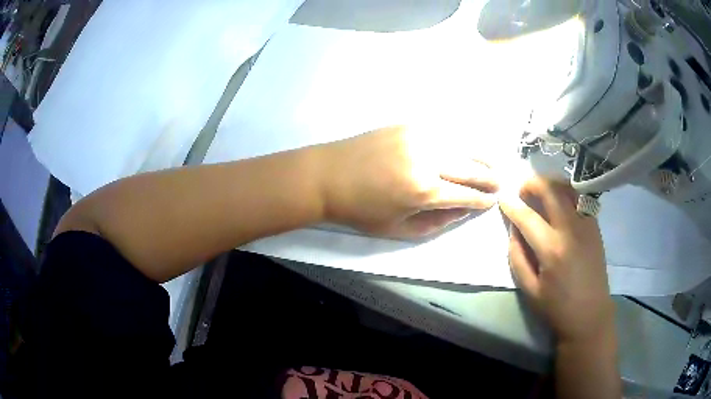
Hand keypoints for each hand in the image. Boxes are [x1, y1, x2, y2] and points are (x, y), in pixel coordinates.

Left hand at [318, 126, 498, 237]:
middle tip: (500, 183)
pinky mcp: (408, 124)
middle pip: (471, 167)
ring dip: (481, 155)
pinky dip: (461, 139)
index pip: (466, 195)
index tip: (494, 201)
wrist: (327, 176)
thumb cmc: (360, 210)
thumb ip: (436, 223)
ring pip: (462, 144)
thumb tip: (463, 211)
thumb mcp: (398, 229)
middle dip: (489, 177)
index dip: (483, 200)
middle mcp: (427, 160)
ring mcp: (418, 136)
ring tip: (492, 164)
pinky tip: (467, 146)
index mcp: (423, 191)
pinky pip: (444, 130)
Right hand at [498, 178, 613, 343]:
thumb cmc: (557, 307)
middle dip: (532, 183)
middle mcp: (571, 230)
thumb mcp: (529, 289)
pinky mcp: (595, 226)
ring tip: (540, 190)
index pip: (527, 217)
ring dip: (551, 183)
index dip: (512, 205)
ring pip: (568, 188)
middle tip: (522, 189)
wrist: (590, 314)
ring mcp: (586, 225)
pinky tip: (559, 201)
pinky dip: (566, 192)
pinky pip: (579, 198)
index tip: (502, 198)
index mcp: (552, 250)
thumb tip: (513, 229)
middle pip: (551, 191)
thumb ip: (517, 256)